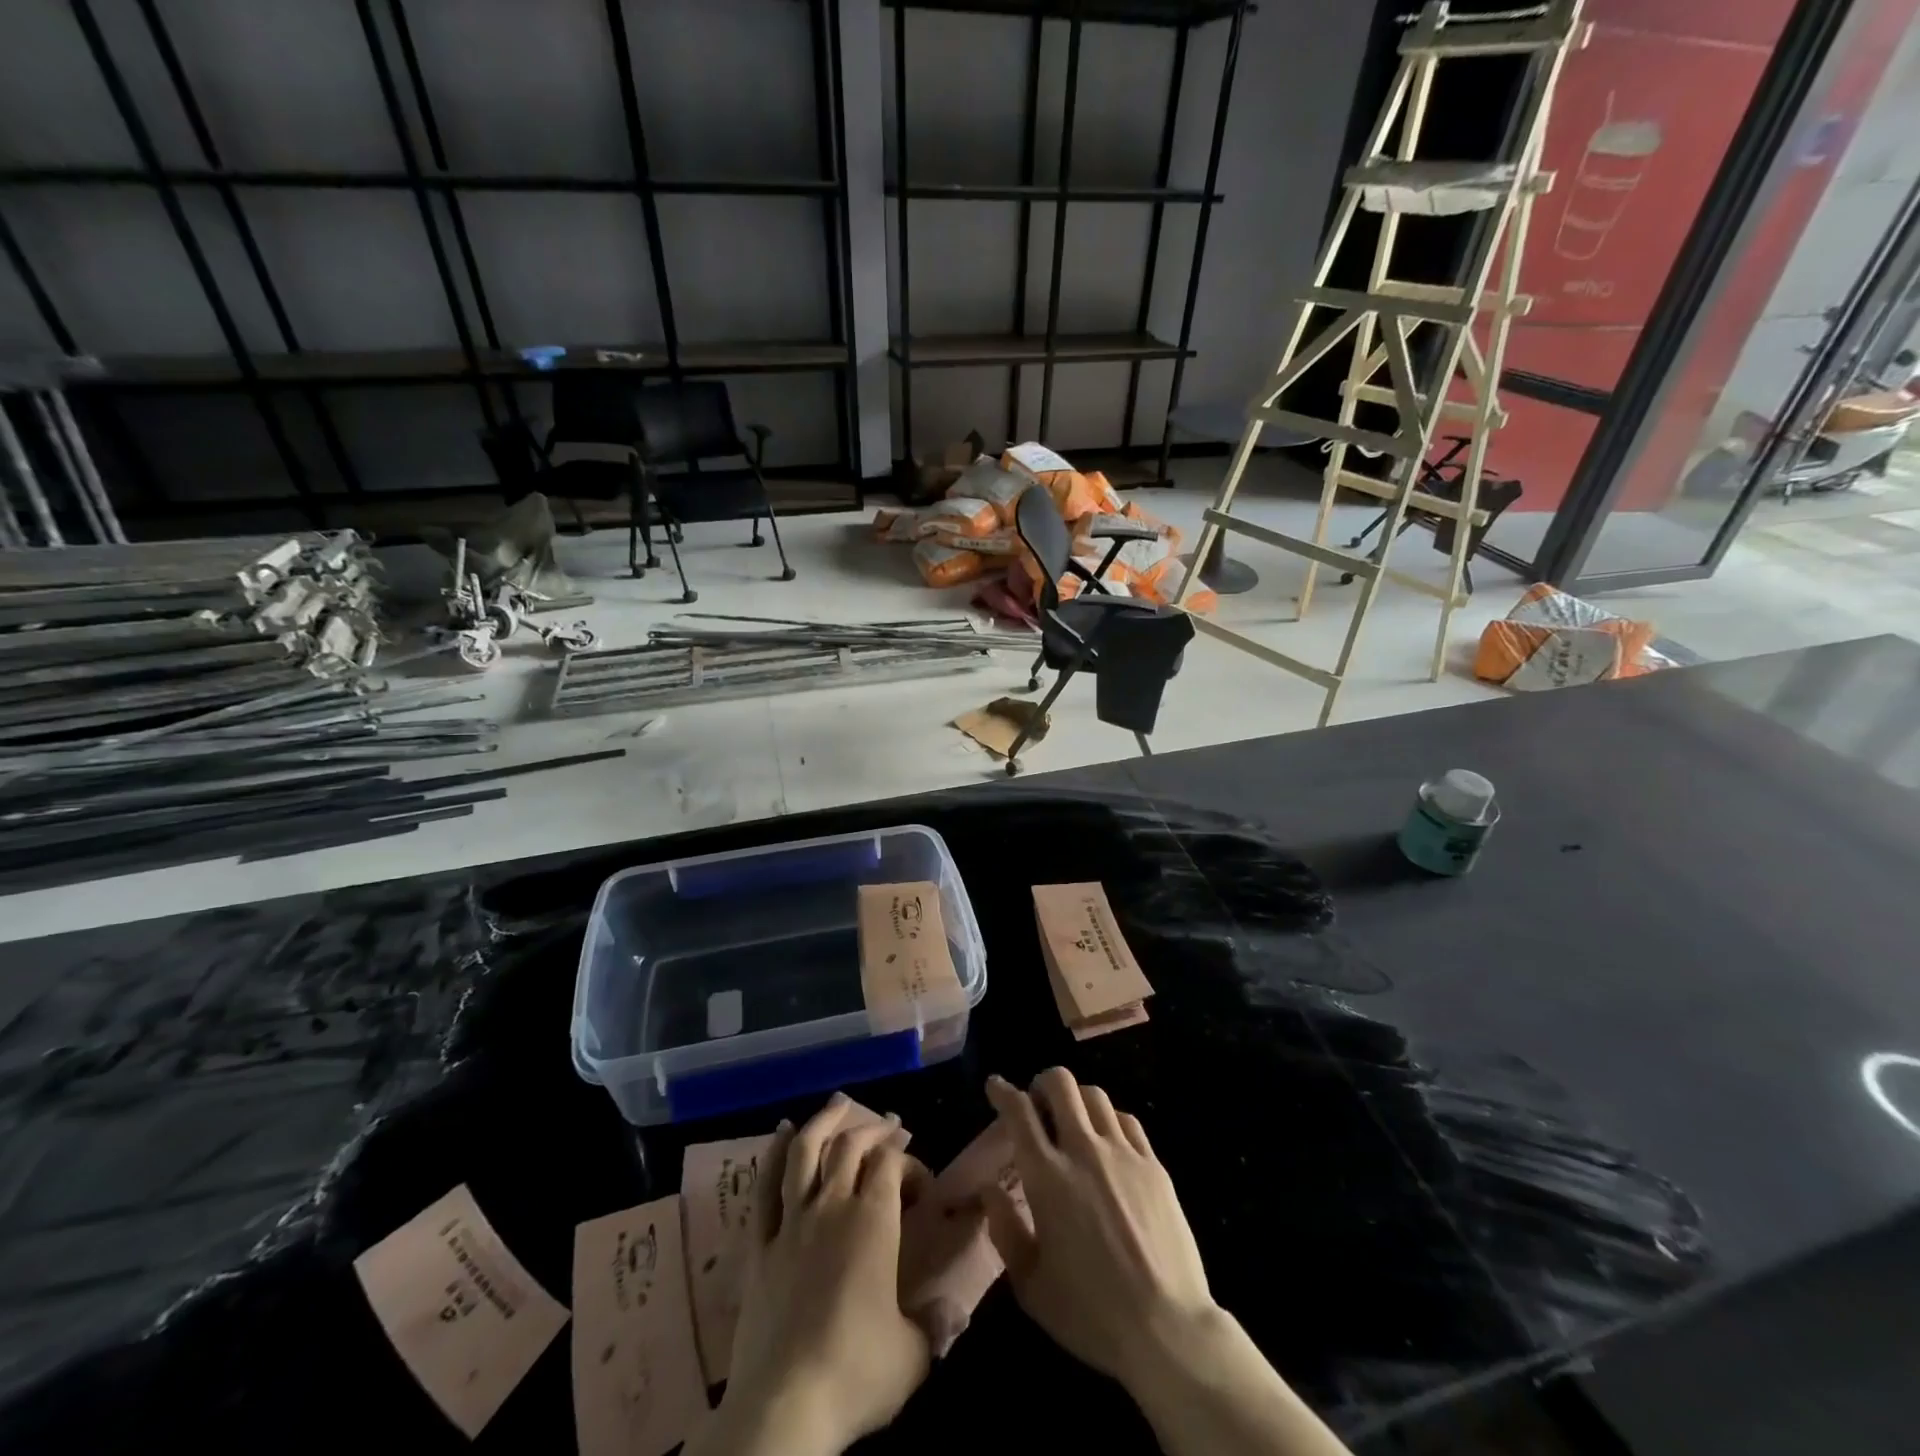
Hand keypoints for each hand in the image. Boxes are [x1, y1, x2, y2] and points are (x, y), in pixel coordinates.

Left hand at [700, 1094, 931, 1455]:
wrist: (782, 1409)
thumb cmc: (856, 1375)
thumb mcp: (913, 1356)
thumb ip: (935, 1326)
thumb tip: (955, 1312)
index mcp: (873, 1221)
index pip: (892, 1164)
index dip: (909, 1161)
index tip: (921, 1181)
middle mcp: (832, 1206)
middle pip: (851, 1146)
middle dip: (873, 1130)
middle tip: (889, 1125)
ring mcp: (791, 1222)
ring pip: (805, 1151)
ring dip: (823, 1121)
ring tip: (838, 1103)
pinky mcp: (759, 1246)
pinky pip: (764, 1188)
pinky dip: (772, 1154)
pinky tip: (780, 1132)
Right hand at [982, 1069, 1215, 1388]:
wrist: (1166, 1328)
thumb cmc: (1090, 1313)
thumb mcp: (1031, 1284)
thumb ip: (1004, 1229)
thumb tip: (989, 1189)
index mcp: (1047, 1177)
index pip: (1019, 1111)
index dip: (1002, 1091)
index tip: (995, 1086)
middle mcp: (1083, 1151)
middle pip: (1061, 1084)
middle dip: (1042, 1082)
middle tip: (1037, 1102)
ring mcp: (1123, 1154)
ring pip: (1095, 1095)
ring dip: (1076, 1098)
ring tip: (1072, 1119)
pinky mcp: (1153, 1165)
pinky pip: (1126, 1120)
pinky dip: (1108, 1119)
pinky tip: (1107, 1139)